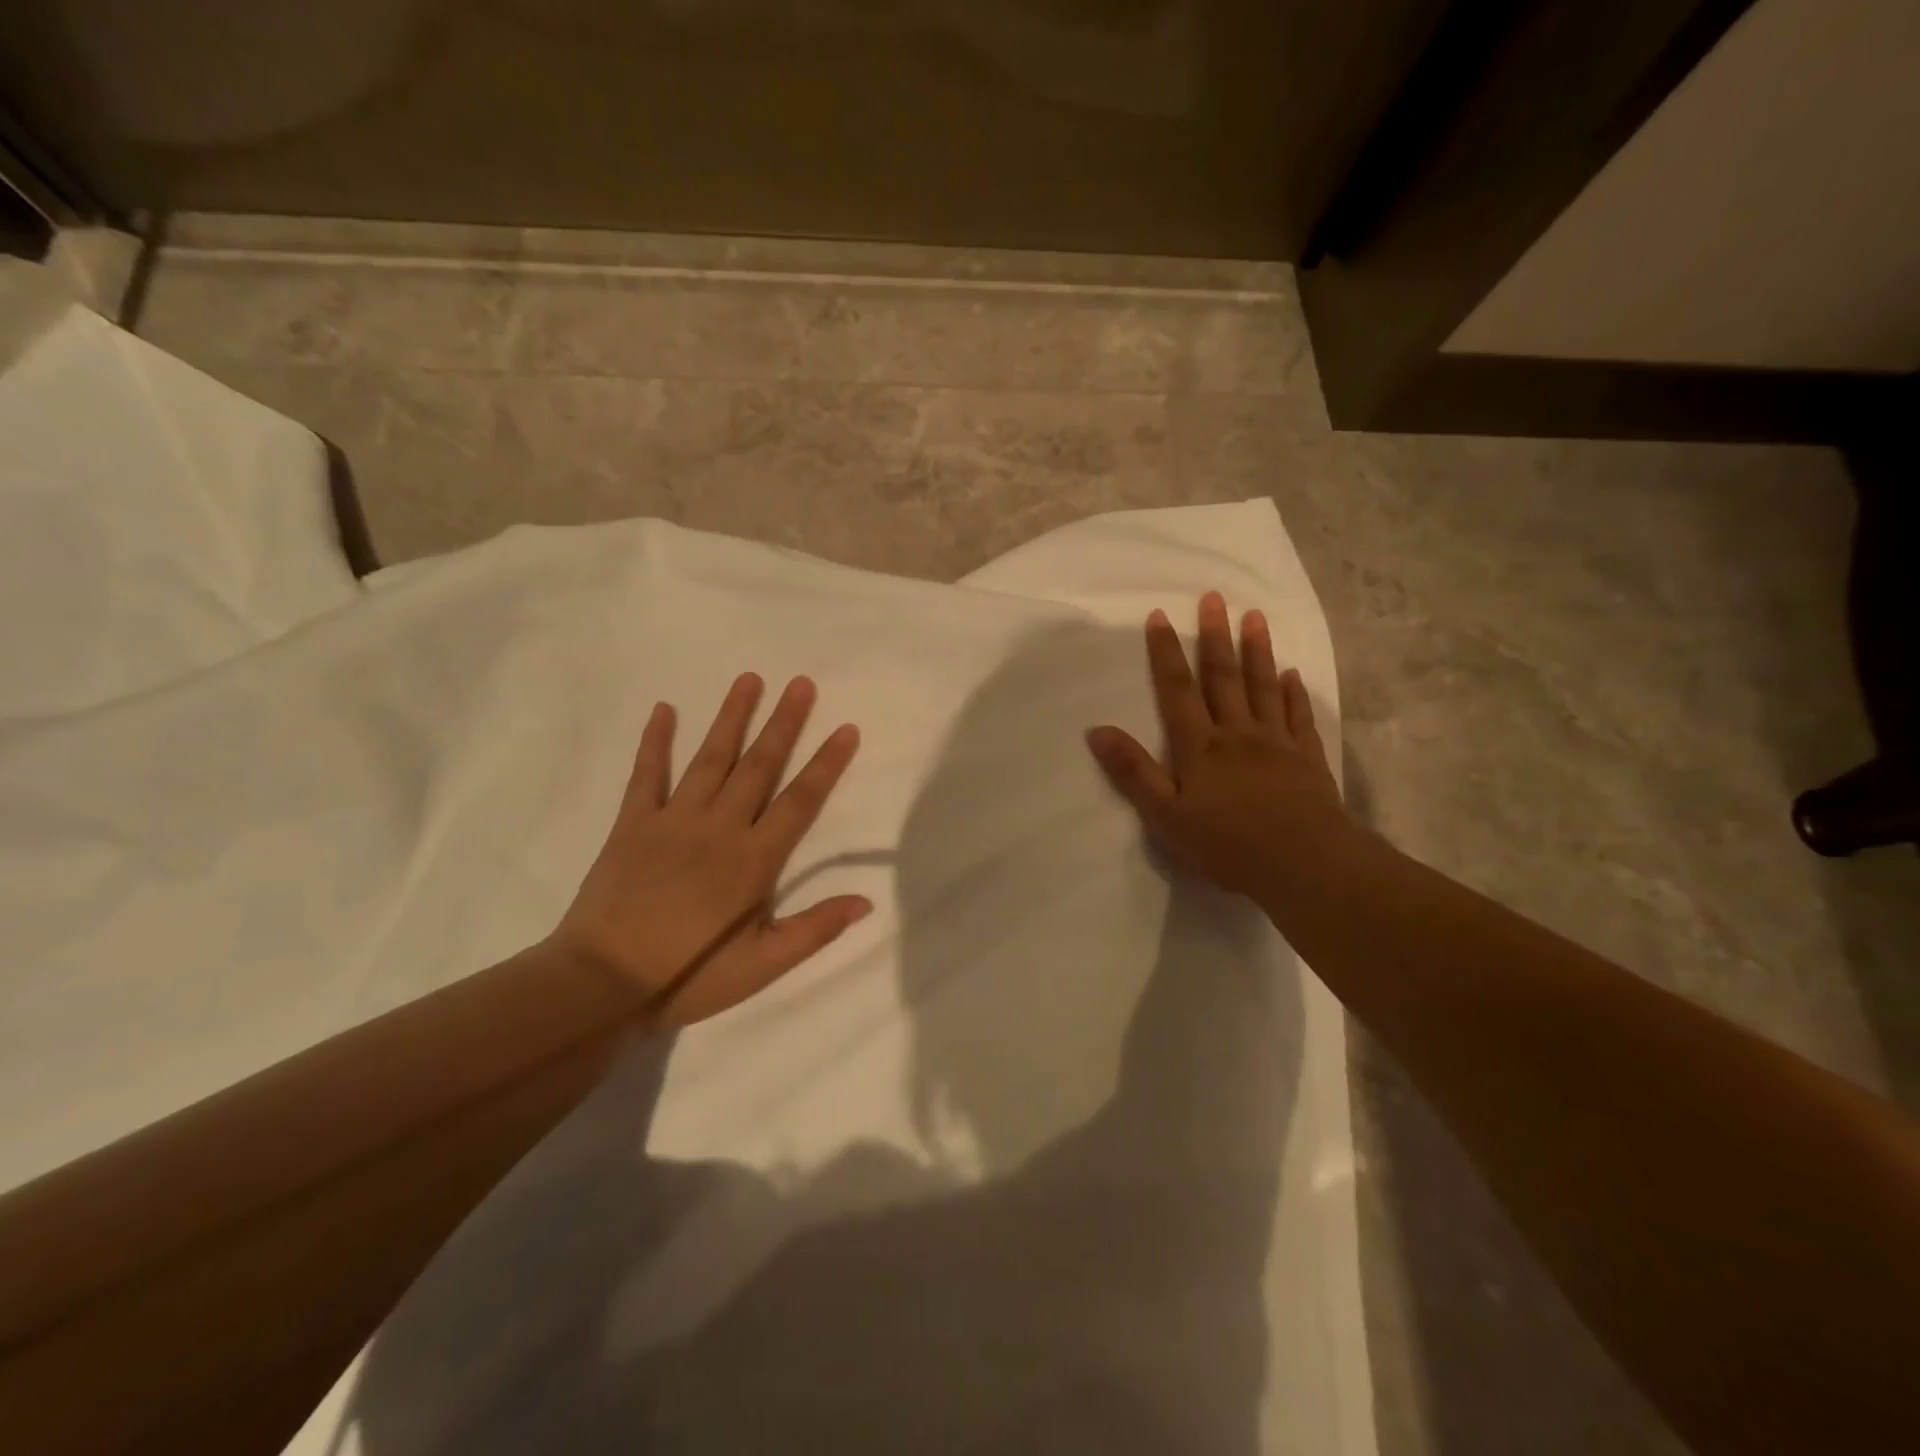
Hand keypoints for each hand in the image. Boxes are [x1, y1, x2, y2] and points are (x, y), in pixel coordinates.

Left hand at [548, 673, 868, 1026]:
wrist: (601, 983)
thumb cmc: (688, 976)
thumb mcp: (761, 966)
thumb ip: (814, 930)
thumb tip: (866, 902)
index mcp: (753, 860)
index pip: (799, 802)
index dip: (826, 765)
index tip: (845, 729)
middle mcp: (718, 828)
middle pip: (759, 766)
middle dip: (784, 723)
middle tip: (802, 683)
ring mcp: (673, 820)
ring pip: (710, 758)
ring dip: (732, 717)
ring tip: (749, 679)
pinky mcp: (633, 824)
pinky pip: (646, 774)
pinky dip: (655, 741)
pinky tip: (664, 709)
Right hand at [1085, 592, 1352, 906]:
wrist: (1304, 864)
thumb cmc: (1227, 844)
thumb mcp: (1165, 816)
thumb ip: (1133, 772)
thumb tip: (1097, 730)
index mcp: (1199, 746)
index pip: (1177, 690)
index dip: (1166, 653)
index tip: (1160, 616)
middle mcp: (1237, 733)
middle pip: (1223, 677)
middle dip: (1214, 636)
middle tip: (1213, 597)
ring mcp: (1276, 742)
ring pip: (1263, 686)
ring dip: (1257, 650)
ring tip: (1254, 617)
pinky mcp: (1307, 758)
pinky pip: (1298, 715)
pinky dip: (1294, 692)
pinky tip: (1292, 673)